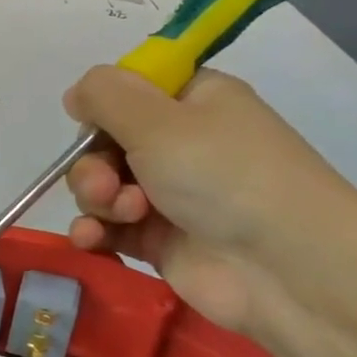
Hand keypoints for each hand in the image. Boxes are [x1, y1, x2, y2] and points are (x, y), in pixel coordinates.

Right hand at [62, 66, 356, 332]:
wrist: (281, 264)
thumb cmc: (223, 175)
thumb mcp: (159, 120)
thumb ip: (106, 96)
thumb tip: (76, 92)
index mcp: (191, 102)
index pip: (129, 93)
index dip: (103, 110)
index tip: (91, 126)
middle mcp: (180, 145)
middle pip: (106, 145)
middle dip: (93, 166)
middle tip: (105, 187)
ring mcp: (168, 196)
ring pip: (103, 188)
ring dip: (96, 200)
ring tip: (120, 216)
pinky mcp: (158, 241)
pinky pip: (109, 228)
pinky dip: (94, 231)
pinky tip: (90, 239)